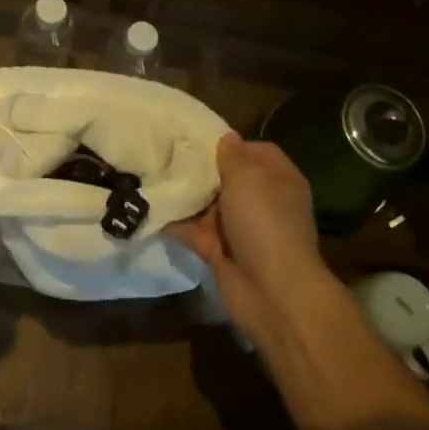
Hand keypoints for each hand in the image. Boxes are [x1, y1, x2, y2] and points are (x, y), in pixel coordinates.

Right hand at [168, 133, 335, 339]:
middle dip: (201, 169)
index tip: (198, 139)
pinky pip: (194, 231)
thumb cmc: (264, 221)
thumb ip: (232, 155)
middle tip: (166, 154)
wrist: (272, 291)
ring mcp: (242, 229)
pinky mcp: (221, 253)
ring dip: (185, 196)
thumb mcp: (247, 177)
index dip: (230, 144)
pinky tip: (150, 206)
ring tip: (151, 175)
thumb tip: (226, 138)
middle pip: (228, 178)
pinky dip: (175, 223)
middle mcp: (262, 202)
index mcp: (278, 179)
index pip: (255, 152)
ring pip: (208, 206)